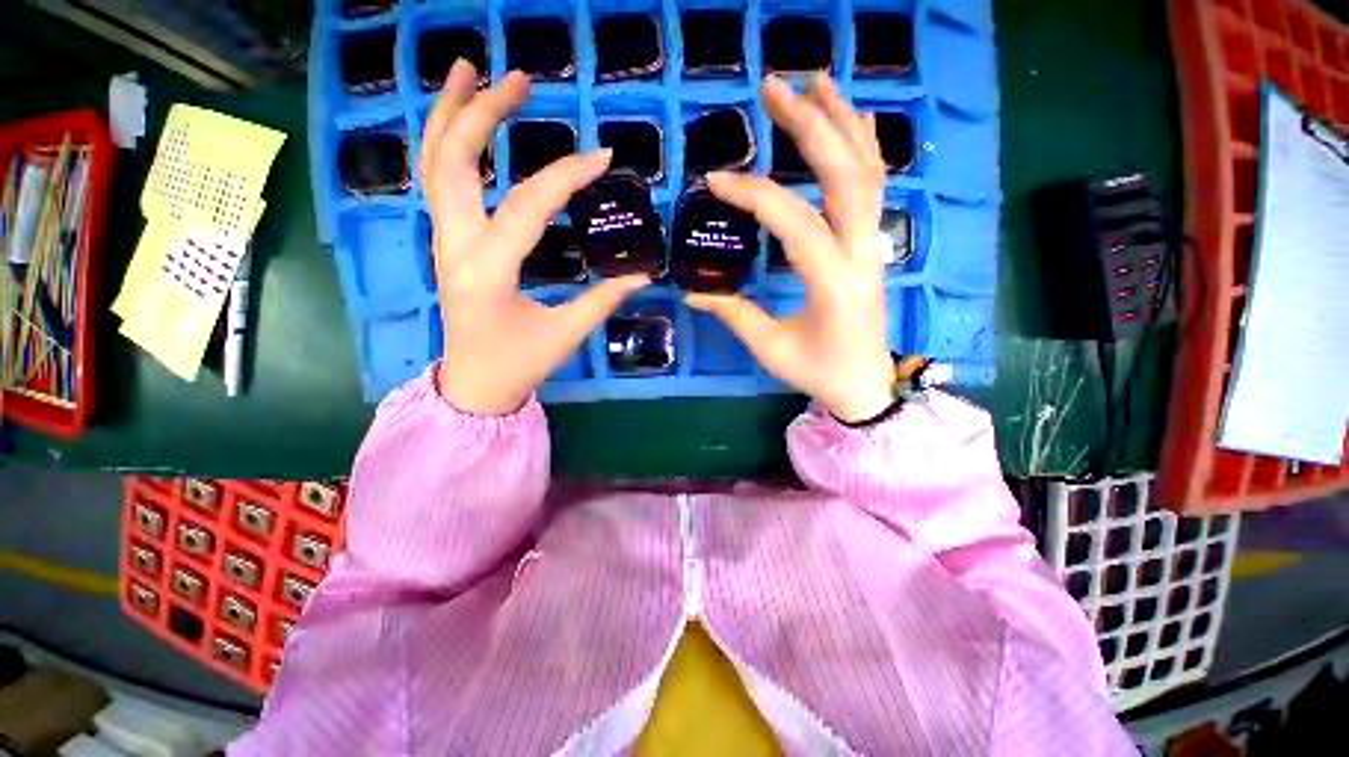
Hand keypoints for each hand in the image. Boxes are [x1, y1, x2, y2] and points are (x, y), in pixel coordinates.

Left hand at [420, 61, 647, 415]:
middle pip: (454, 162)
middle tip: (519, 78)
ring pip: (434, 165)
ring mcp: (444, 241)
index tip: (603, 156)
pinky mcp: (447, 242)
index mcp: (488, 271)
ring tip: (470, 70)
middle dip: (482, 112)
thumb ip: (602, 299)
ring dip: (449, 114)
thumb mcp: (566, 334)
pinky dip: (445, 144)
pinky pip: (438, 182)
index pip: (528, 205)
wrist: (474, 384)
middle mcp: (455, 246)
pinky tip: (462, 123)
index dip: (567, 175)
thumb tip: (642, 274)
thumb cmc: (519, 364)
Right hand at [687, 74, 894, 422]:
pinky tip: (855, 117)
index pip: (792, 220)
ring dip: (842, 122)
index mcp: (832, 281)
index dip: (753, 194)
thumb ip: (734, 314)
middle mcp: (859, 252)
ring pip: (866, 171)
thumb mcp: (770, 347)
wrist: (865, 382)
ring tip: (815, 81)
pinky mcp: (871, 244)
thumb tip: (692, 291)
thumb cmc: (818, 371)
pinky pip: (875, 186)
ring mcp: (872, 244)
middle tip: (774, 88)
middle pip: (844, 174)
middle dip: (810, 125)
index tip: (715, 180)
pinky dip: (866, 146)